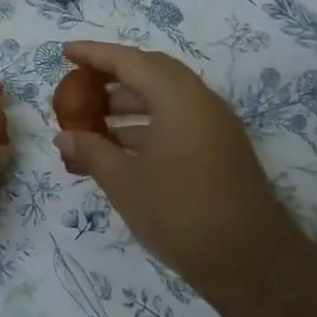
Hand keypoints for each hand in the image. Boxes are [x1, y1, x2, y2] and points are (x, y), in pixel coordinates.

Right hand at [53, 41, 287, 286]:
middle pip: (151, 71)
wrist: (252, 263)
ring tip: (92, 121)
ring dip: (128, 103)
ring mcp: (215, 125)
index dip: (94, 54)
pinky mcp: (220, 149)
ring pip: (165, 97)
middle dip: (113, 75)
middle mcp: (201, 102)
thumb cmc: (181, 214)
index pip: (130, 61)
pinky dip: (146, 124)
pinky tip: (120, 147)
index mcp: (178, 99)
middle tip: (80, 83)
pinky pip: (177, 119)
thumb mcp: (125, 183)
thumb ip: (91, 152)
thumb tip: (64, 136)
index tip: (65, 53)